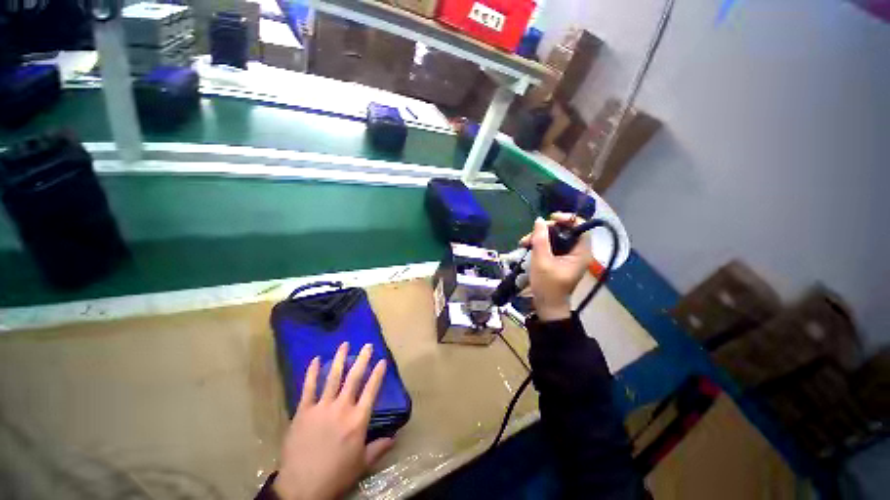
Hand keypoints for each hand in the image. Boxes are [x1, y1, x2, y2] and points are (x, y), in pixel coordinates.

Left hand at [274, 342, 393, 499]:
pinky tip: (315, 360)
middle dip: (362, 359)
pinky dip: (313, 373)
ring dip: (340, 359)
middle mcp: (342, 408)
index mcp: (358, 420)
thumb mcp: (361, 464)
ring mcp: (321, 407)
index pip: (372, 390)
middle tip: (367, 345)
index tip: (382, 360)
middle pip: (354, 378)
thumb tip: (395, 437)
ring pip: (333, 377)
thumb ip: (378, 448)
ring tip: (345, 344)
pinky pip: (309, 388)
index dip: (378, 374)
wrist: (301, 488)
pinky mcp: (303, 411)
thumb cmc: (335, 475)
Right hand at [519, 213, 593, 320]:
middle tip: (531, 234)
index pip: (580, 227)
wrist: (547, 306)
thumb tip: (539, 220)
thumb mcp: (542, 261)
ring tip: (524, 242)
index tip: (550, 218)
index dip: (567, 219)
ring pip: (555, 238)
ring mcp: (568, 256)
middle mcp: (577, 252)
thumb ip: (540, 240)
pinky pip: (551, 246)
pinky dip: (539, 244)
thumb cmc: (548, 285)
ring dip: (539, 237)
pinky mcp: (559, 260)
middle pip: (565, 231)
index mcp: (581, 253)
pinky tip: (527, 246)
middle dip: (547, 230)